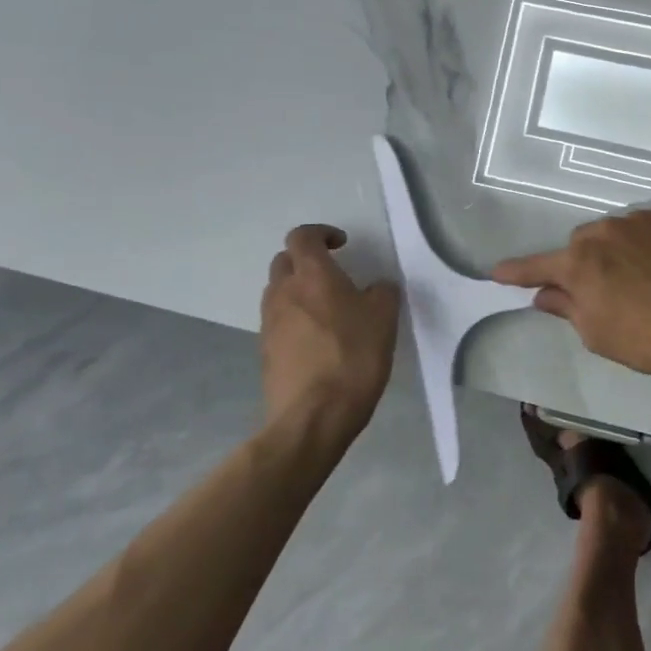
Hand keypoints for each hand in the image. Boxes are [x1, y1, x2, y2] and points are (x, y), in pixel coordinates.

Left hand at [260, 225, 400, 447]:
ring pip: (278, 293)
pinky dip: (295, 321)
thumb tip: (375, 288)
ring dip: (298, 291)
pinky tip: (319, 341)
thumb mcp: (384, 318)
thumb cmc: (354, 356)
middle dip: (306, 261)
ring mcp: (269, 324)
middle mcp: (283, 293)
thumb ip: (381, 292)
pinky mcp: (265, 353)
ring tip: (327, 310)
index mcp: (312, 276)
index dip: (321, 233)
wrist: (313, 416)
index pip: (302, 236)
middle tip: (333, 275)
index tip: (342, 245)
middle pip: (284, 262)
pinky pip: (278, 323)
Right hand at [491, 207, 650, 388]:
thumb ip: (568, 307)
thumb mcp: (599, 334)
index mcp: (579, 262)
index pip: (537, 266)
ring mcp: (642, 218)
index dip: (516, 271)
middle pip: (583, 245)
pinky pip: (649, 227)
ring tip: (646, 279)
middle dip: (586, 264)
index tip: (497, 272)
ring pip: (617, 233)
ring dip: (620, 251)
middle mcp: (605, 230)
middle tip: (605, 291)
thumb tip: (546, 293)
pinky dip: (650, 243)